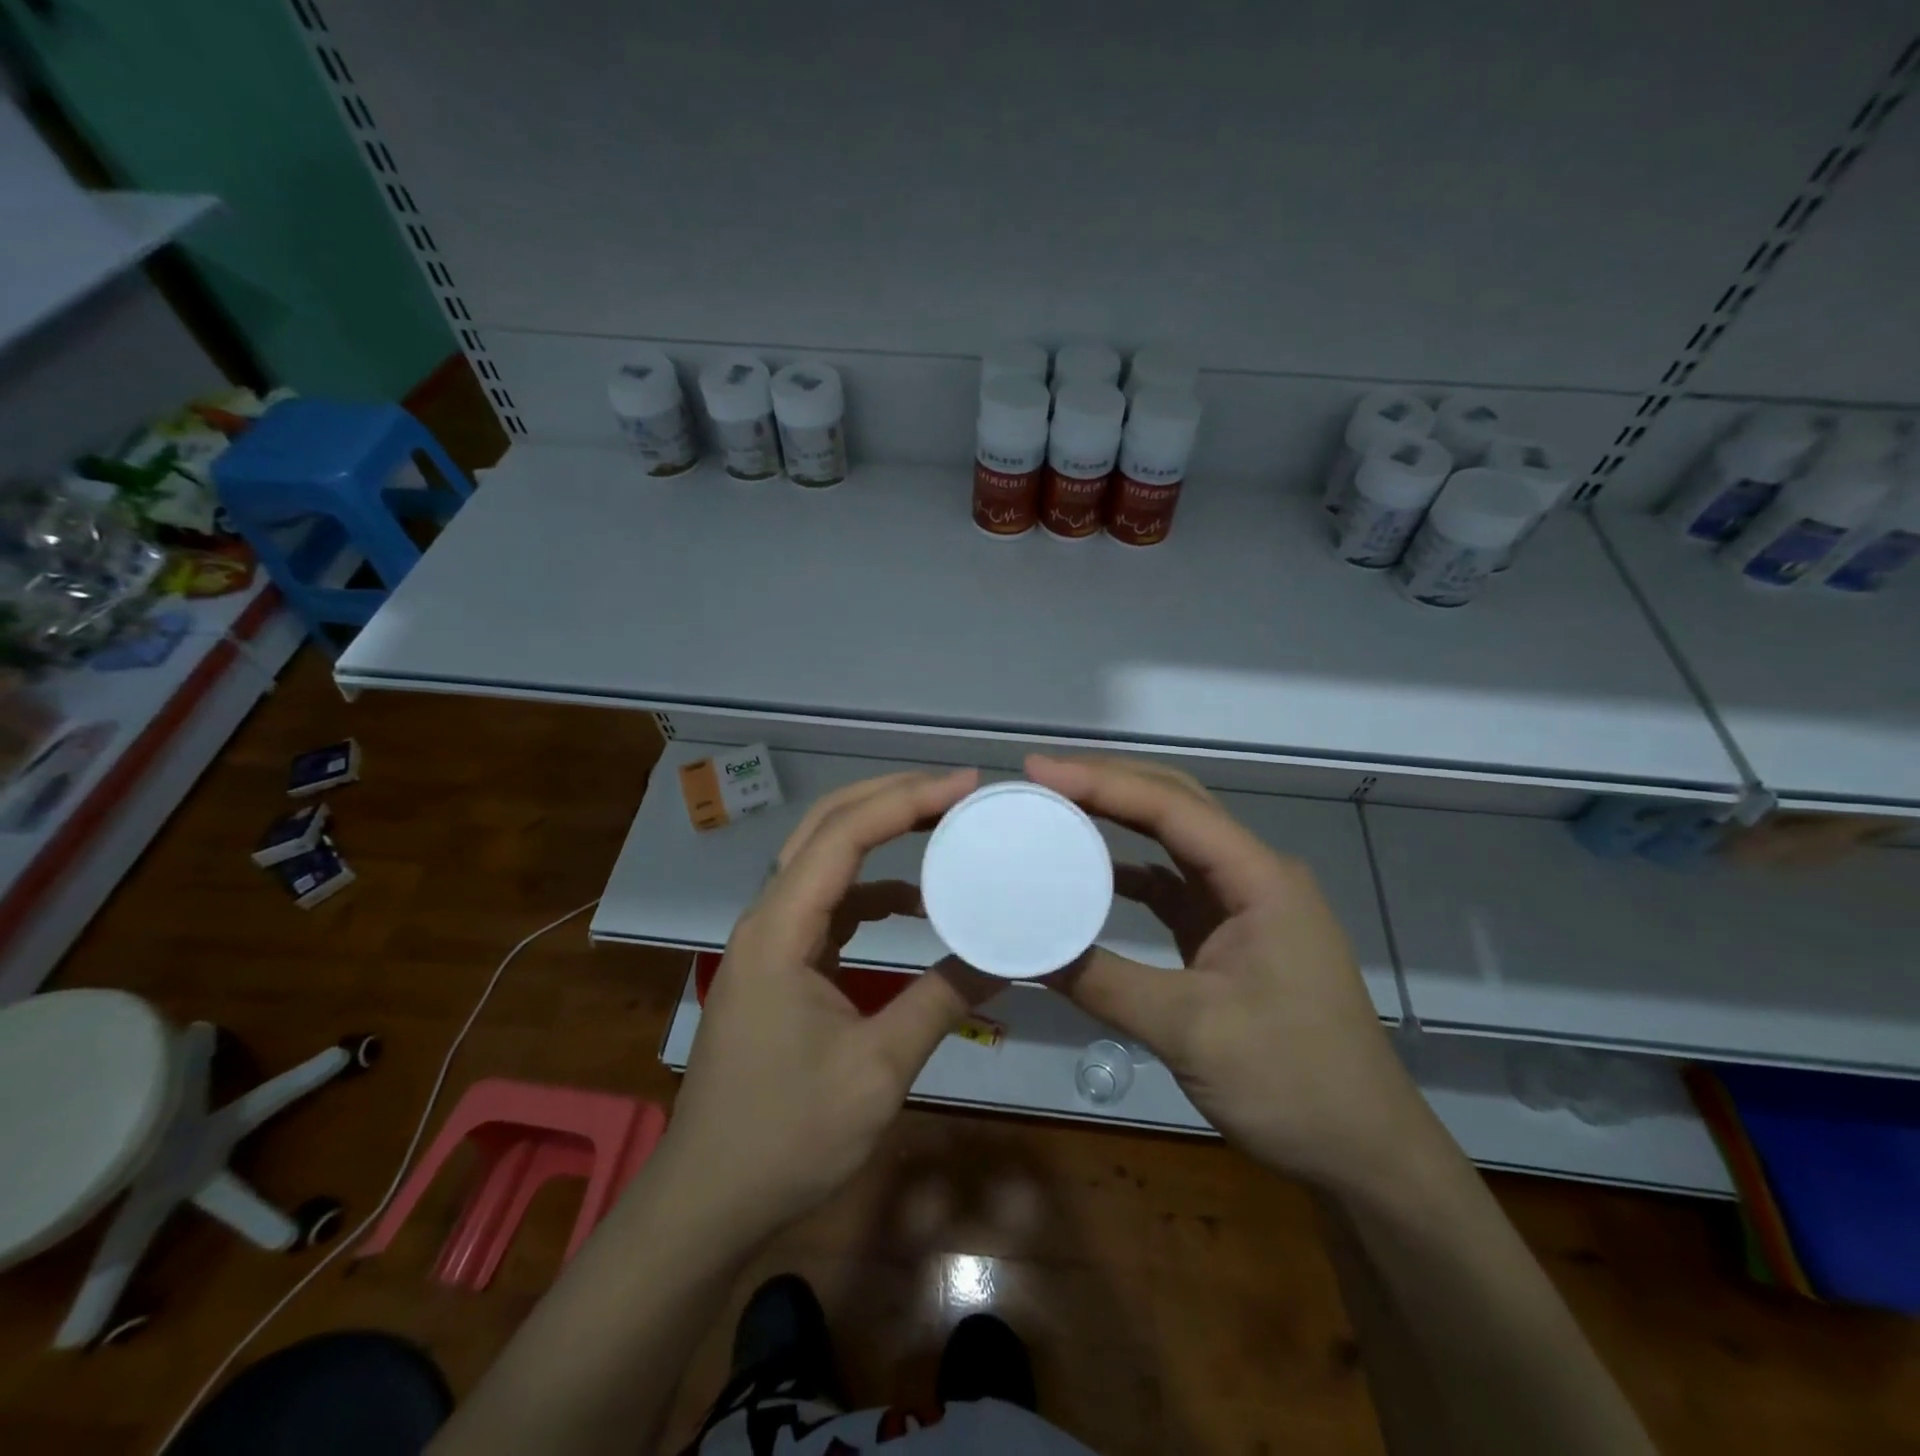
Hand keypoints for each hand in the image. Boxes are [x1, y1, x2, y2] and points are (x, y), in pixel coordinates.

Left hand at [658, 768, 981, 1242]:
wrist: (708, 1201)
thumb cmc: (786, 1136)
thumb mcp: (876, 1070)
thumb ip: (940, 1002)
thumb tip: (1004, 957)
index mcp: (779, 931)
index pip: (843, 837)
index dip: (904, 801)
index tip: (963, 786)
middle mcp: (768, 920)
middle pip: (824, 828)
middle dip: (888, 797)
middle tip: (952, 789)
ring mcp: (770, 942)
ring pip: (823, 860)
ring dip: (878, 835)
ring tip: (939, 825)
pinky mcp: (779, 965)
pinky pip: (828, 904)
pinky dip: (872, 890)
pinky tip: (914, 904)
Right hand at [1027, 754, 1426, 1193]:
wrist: (1364, 1151)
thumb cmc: (1293, 1083)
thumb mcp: (1190, 1030)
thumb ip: (1104, 982)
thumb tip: (1028, 950)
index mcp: (1259, 879)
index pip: (1170, 807)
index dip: (1101, 782)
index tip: (1038, 770)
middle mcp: (1254, 876)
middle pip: (1176, 805)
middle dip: (1110, 783)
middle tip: (1043, 778)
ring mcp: (1244, 905)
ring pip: (1174, 839)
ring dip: (1119, 818)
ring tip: (1060, 808)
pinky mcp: (1231, 935)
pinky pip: (1173, 885)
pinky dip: (1130, 873)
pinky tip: (1091, 875)